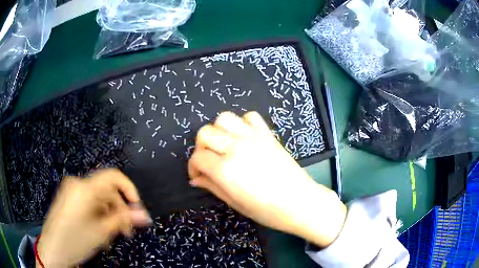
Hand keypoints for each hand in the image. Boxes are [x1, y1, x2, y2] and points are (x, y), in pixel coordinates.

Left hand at [37, 169, 151, 267]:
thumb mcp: (101, 232)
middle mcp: (77, 184)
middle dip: (119, 211)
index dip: (129, 189)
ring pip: (98, 199)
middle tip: (126, 232)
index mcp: (84, 188)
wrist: (52, 250)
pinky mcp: (67, 199)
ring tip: (112, 236)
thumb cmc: (75, 241)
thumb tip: (144, 215)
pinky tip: (100, 232)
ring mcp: (70, 191)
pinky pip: (89, 203)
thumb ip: (123, 220)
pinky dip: (98, 216)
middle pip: (106, 191)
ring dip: (109, 216)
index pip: (113, 176)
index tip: (137, 208)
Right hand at [188, 112, 345, 247]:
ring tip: (224, 145)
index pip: (198, 157)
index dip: (193, 166)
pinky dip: (242, 123)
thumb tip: (196, 179)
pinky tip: (244, 137)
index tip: (198, 175)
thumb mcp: (235, 202)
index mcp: (225, 169)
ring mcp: (253, 137)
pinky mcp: (267, 134)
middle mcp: (236, 148)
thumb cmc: (267, 210)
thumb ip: (212, 186)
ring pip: (224, 118)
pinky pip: (250, 116)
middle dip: (201, 147)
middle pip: (205, 133)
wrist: (299, 202)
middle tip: (209, 161)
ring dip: (218, 130)